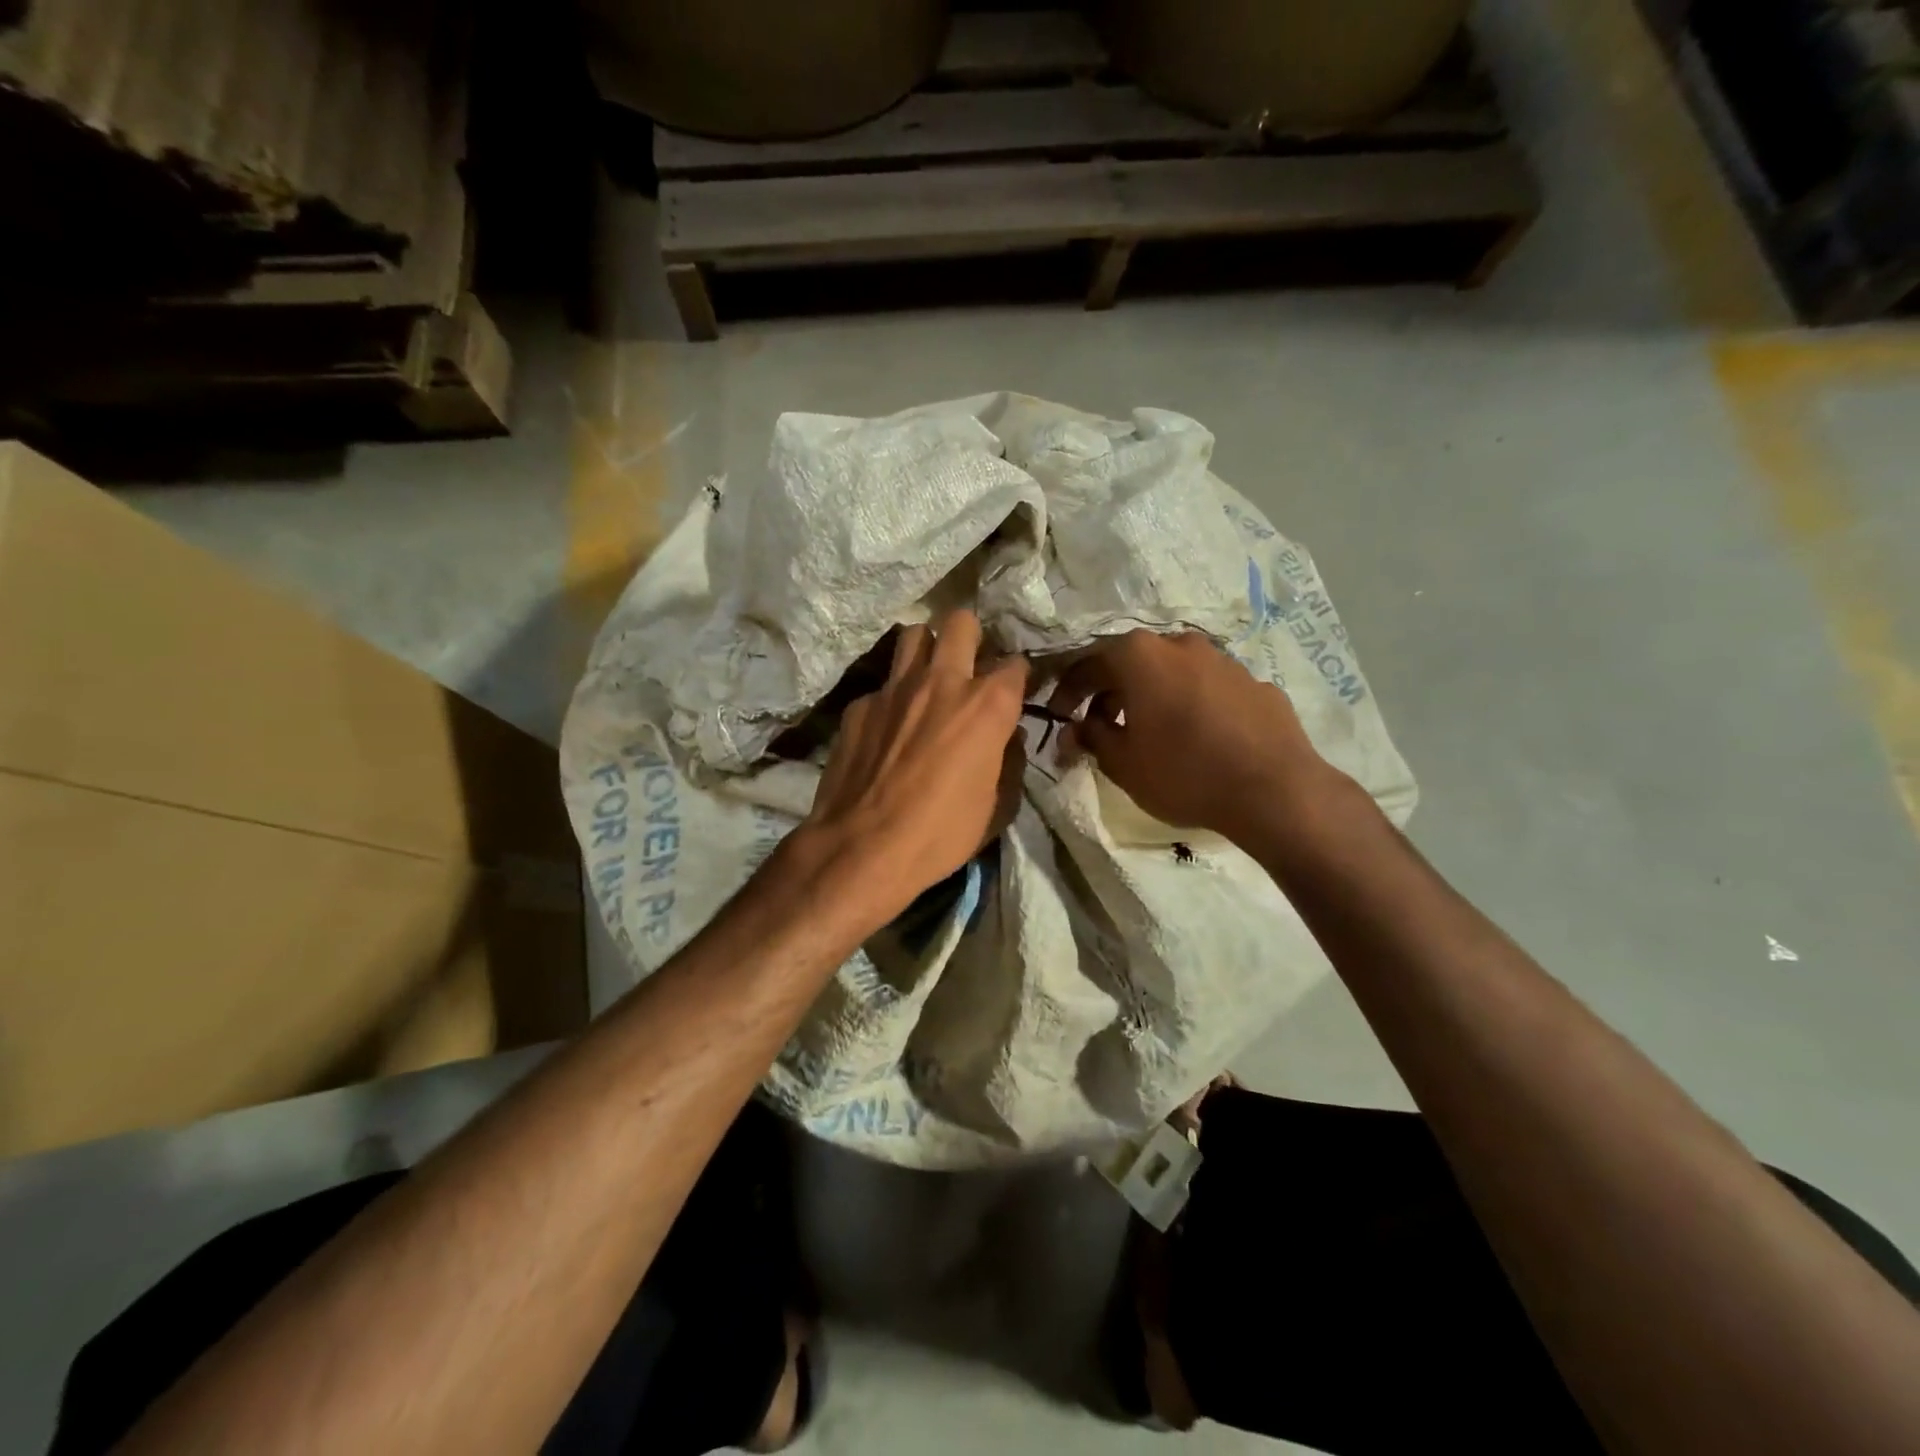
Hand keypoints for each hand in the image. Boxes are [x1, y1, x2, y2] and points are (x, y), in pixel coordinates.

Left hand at [792, 610, 1028, 925]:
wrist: (863, 847)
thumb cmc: (942, 833)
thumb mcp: (997, 806)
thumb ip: (1009, 760)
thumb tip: (1008, 737)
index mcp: (987, 705)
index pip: (1015, 665)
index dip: (1017, 677)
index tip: (1014, 692)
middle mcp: (942, 681)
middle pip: (960, 622)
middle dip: (970, 637)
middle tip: (968, 666)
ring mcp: (895, 688)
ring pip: (914, 636)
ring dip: (926, 650)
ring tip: (927, 680)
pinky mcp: (860, 705)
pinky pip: (882, 686)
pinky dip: (892, 699)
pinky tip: (888, 729)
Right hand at [1047, 631, 1337, 844]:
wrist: (1274, 790)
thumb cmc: (1184, 772)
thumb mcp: (1123, 763)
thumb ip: (1091, 738)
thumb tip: (1074, 729)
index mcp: (1141, 656)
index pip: (1088, 663)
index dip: (1067, 690)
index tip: (1058, 715)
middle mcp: (1181, 644)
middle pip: (1132, 662)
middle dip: (1110, 691)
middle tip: (1100, 725)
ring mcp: (1223, 660)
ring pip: (1173, 671)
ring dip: (1152, 695)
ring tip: (1149, 730)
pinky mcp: (1255, 682)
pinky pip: (1209, 688)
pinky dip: (1192, 704)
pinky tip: (1197, 736)